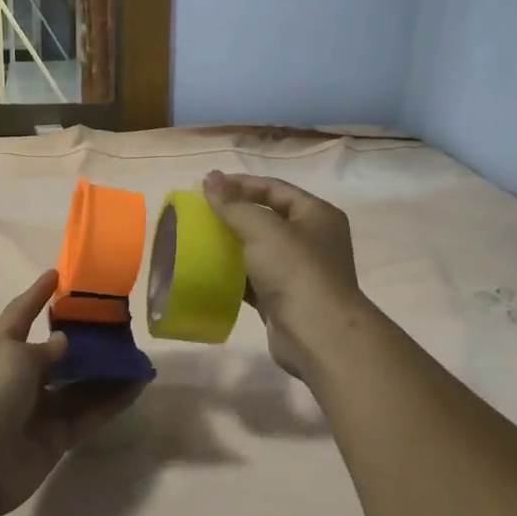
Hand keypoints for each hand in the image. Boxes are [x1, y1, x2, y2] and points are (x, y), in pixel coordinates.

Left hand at [0, 270, 142, 515]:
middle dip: (86, 339)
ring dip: (107, 371)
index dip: (37, 294)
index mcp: (3, 349)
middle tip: (119, 324)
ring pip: (80, 384)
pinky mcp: (57, 438)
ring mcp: (40, 409)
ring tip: (137, 355)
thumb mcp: (16, 358)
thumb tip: (65, 342)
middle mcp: (21, 377)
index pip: (21, 314)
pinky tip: (137, 386)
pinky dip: (113, 401)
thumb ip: (48, 349)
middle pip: (59, 352)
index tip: (59, 274)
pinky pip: (90, 413)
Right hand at [203, 171, 365, 379]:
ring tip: (198, 238)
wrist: (318, 335)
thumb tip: (210, 179)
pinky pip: (254, 279)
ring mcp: (299, 272)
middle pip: (268, 218)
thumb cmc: (295, 270)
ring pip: (259, 250)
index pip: (275, 189)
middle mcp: (312, 240)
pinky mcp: (283, 299)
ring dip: (232, 244)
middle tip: (201, 211)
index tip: (207, 184)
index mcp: (317, 215)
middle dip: (235, 213)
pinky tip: (208, 271)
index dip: (241, 184)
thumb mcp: (263, 230)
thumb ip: (234, 205)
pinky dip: (233, 274)